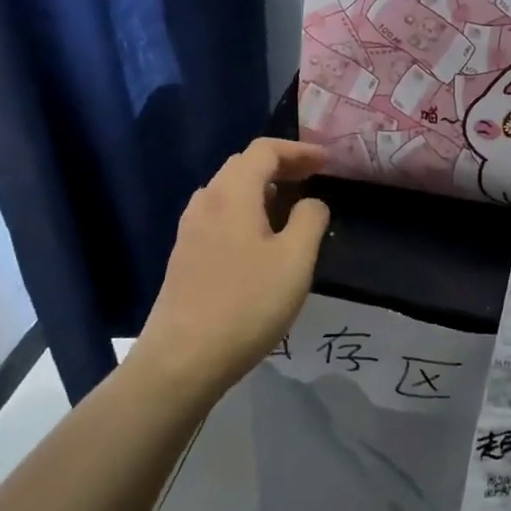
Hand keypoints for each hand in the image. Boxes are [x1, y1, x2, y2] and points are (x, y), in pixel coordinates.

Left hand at [128, 139, 330, 396]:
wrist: (182, 359)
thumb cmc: (246, 304)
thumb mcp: (295, 260)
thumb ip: (310, 220)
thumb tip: (311, 203)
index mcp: (231, 194)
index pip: (264, 150)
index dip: (299, 150)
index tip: (327, 162)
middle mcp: (205, 202)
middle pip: (243, 166)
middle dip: (281, 166)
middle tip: (313, 179)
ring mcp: (190, 229)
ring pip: (230, 192)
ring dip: (263, 189)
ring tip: (291, 206)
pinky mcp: (185, 255)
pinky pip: (221, 215)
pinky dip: (247, 211)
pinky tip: (262, 238)